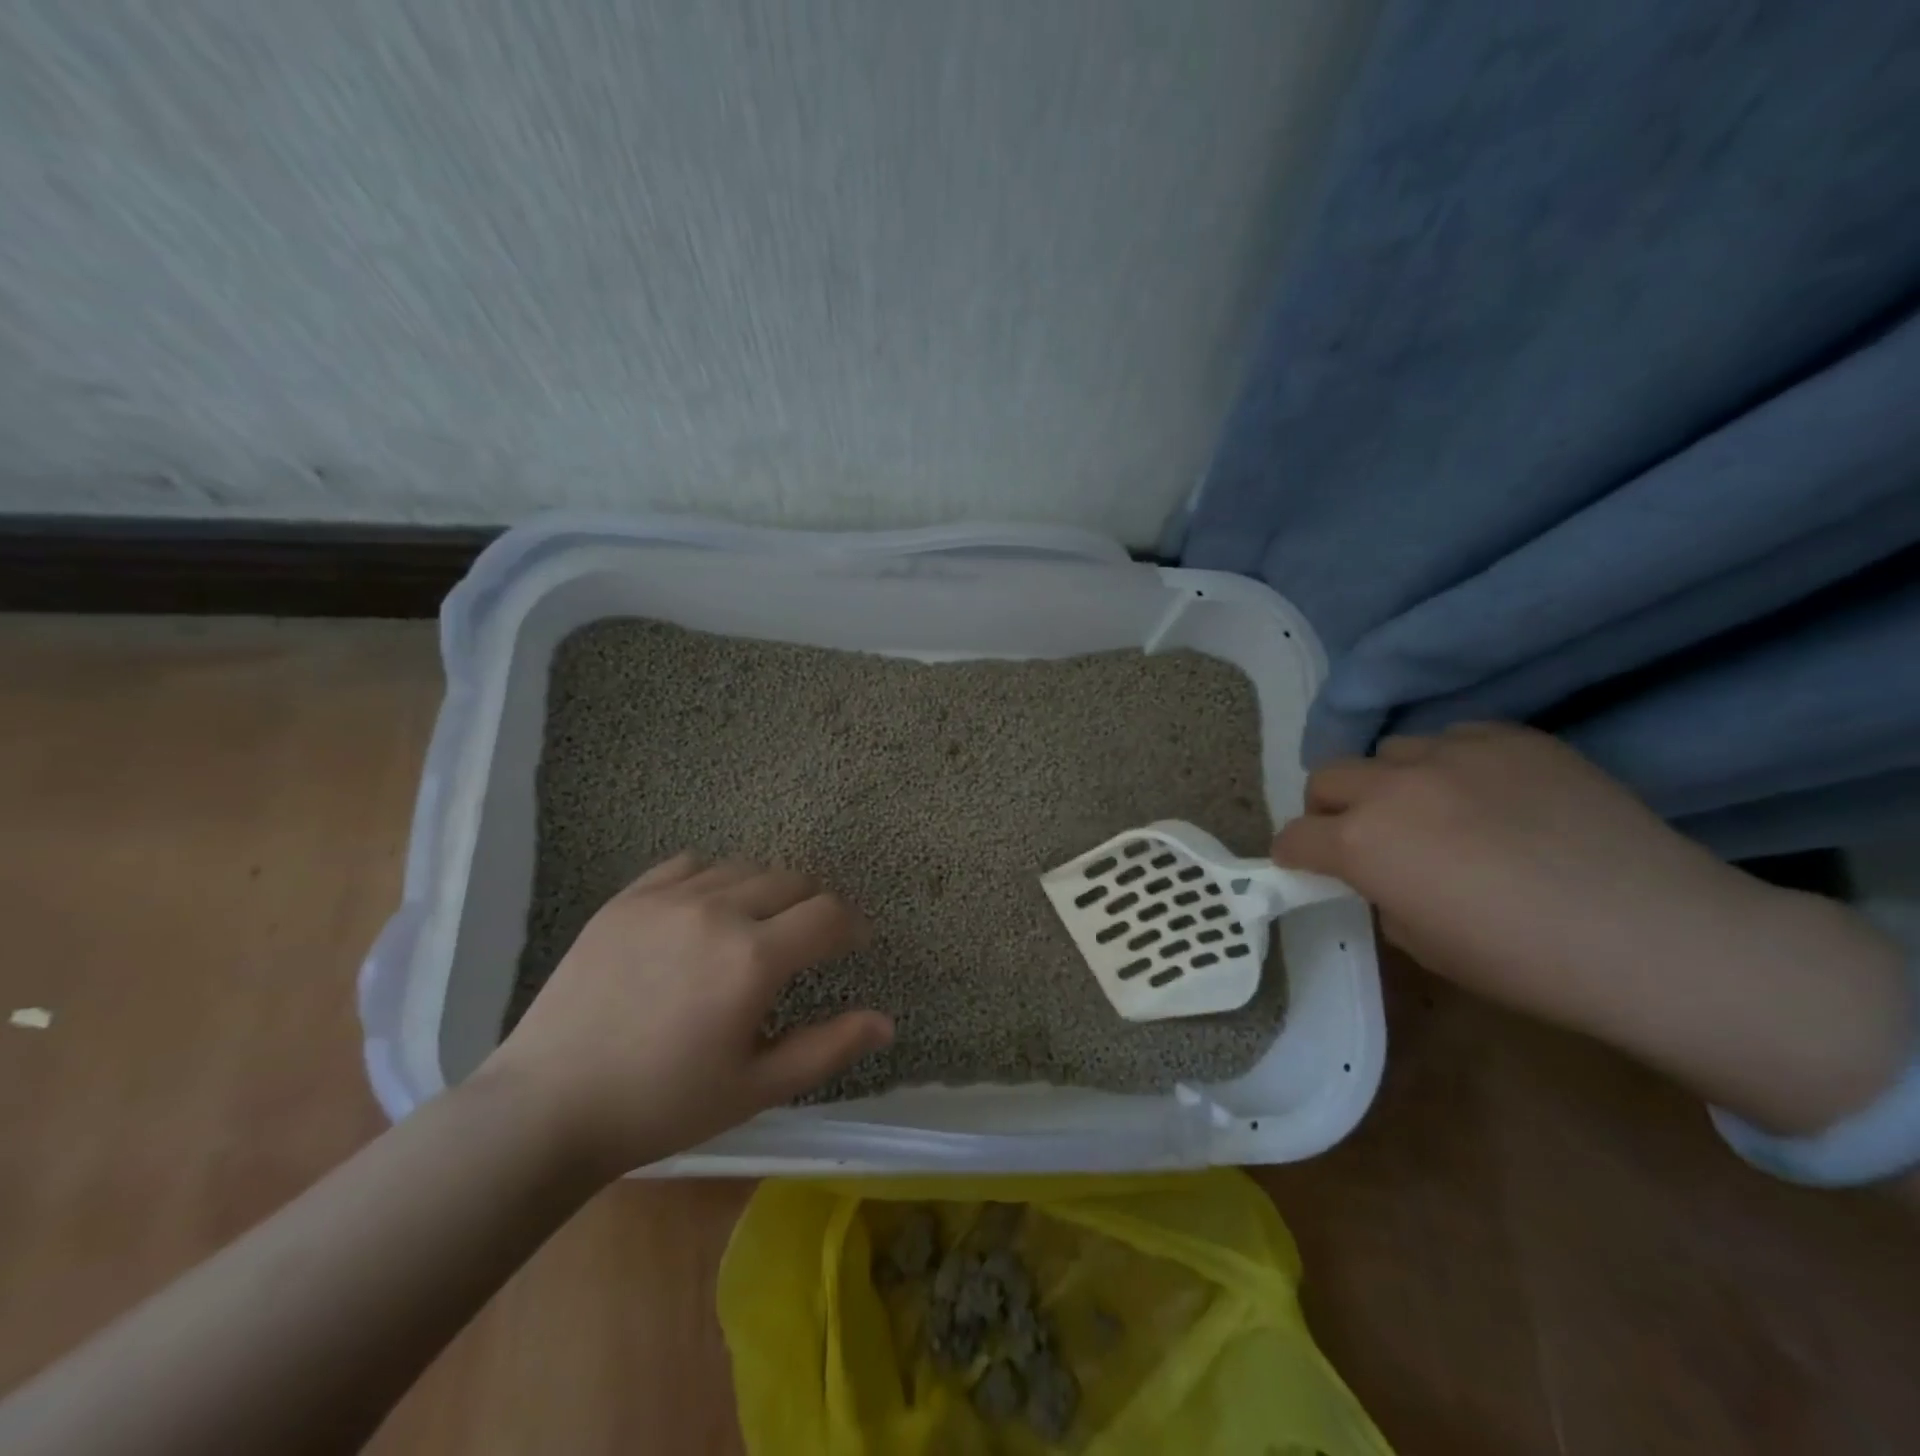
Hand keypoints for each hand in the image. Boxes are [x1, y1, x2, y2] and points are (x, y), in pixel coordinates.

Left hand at [478, 854, 893, 1176]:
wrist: (548, 1105)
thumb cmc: (663, 1105)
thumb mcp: (756, 1088)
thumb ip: (829, 1047)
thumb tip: (887, 1022)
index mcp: (754, 958)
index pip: (829, 914)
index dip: (852, 926)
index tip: (853, 945)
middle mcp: (718, 910)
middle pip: (792, 880)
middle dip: (814, 906)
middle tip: (807, 941)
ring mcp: (669, 897)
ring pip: (744, 868)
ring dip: (767, 891)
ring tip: (757, 926)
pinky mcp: (628, 897)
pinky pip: (690, 864)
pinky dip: (714, 879)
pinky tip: (706, 910)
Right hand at [1273, 723, 1911, 1133]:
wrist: (1658, 937)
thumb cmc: (1527, 962)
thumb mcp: (1424, 945)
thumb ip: (1383, 895)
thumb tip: (1385, 874)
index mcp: (1361, 843)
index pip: (1295, 836)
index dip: (1296, 856)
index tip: (1310, 868)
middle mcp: (1393, 787)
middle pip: (1326, 777)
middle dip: (1331, 809)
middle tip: (1365, 838)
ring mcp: (1454, 754)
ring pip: (1390, 752)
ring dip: (1393, 783)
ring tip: (1436, 812)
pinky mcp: (1512, 738)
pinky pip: (1455, 739)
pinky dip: (1452, 766)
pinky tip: (1491, 797)